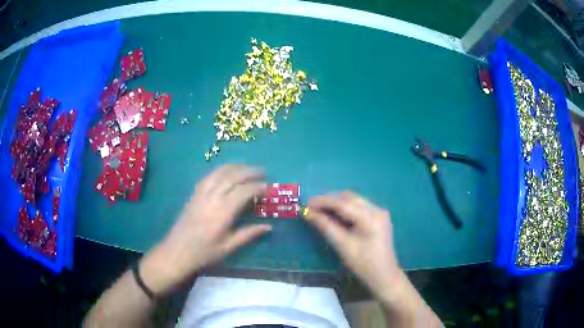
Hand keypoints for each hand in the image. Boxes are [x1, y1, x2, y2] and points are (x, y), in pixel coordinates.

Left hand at [140, 165, 271, 294]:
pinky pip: (209, 175)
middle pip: (233, 176)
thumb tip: (269, 226)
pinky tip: (227, 172)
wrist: (177, 251)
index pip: (243, 191)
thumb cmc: (204, 252)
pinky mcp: (194, 193)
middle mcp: (212, 197)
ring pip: (220, 172)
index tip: (268, 187)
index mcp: (223, 212)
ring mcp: (201, 193)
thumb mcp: (228, 247)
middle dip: (250, 171)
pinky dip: (221, 170)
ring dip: (236, 167)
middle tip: (263, 172)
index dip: (257, 187)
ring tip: (248, 168)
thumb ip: (248, 234)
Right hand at [305, 191, 402, 296]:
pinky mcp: (379, 217)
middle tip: (312, 208)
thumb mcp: (343, 246)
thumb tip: (308, 213)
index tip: (306, 204)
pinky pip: (360, 207)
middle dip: (330, 200)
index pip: (343, 203)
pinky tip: (336, 216)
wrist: (384, 276)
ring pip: (354, 200)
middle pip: (349, 197)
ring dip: (337, 203)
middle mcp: (377, 209)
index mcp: (370, 217)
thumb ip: (326, 226)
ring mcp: (380, 212)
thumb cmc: (363, 264)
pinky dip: (346, 209)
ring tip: (321, 211)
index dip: (323, 201)